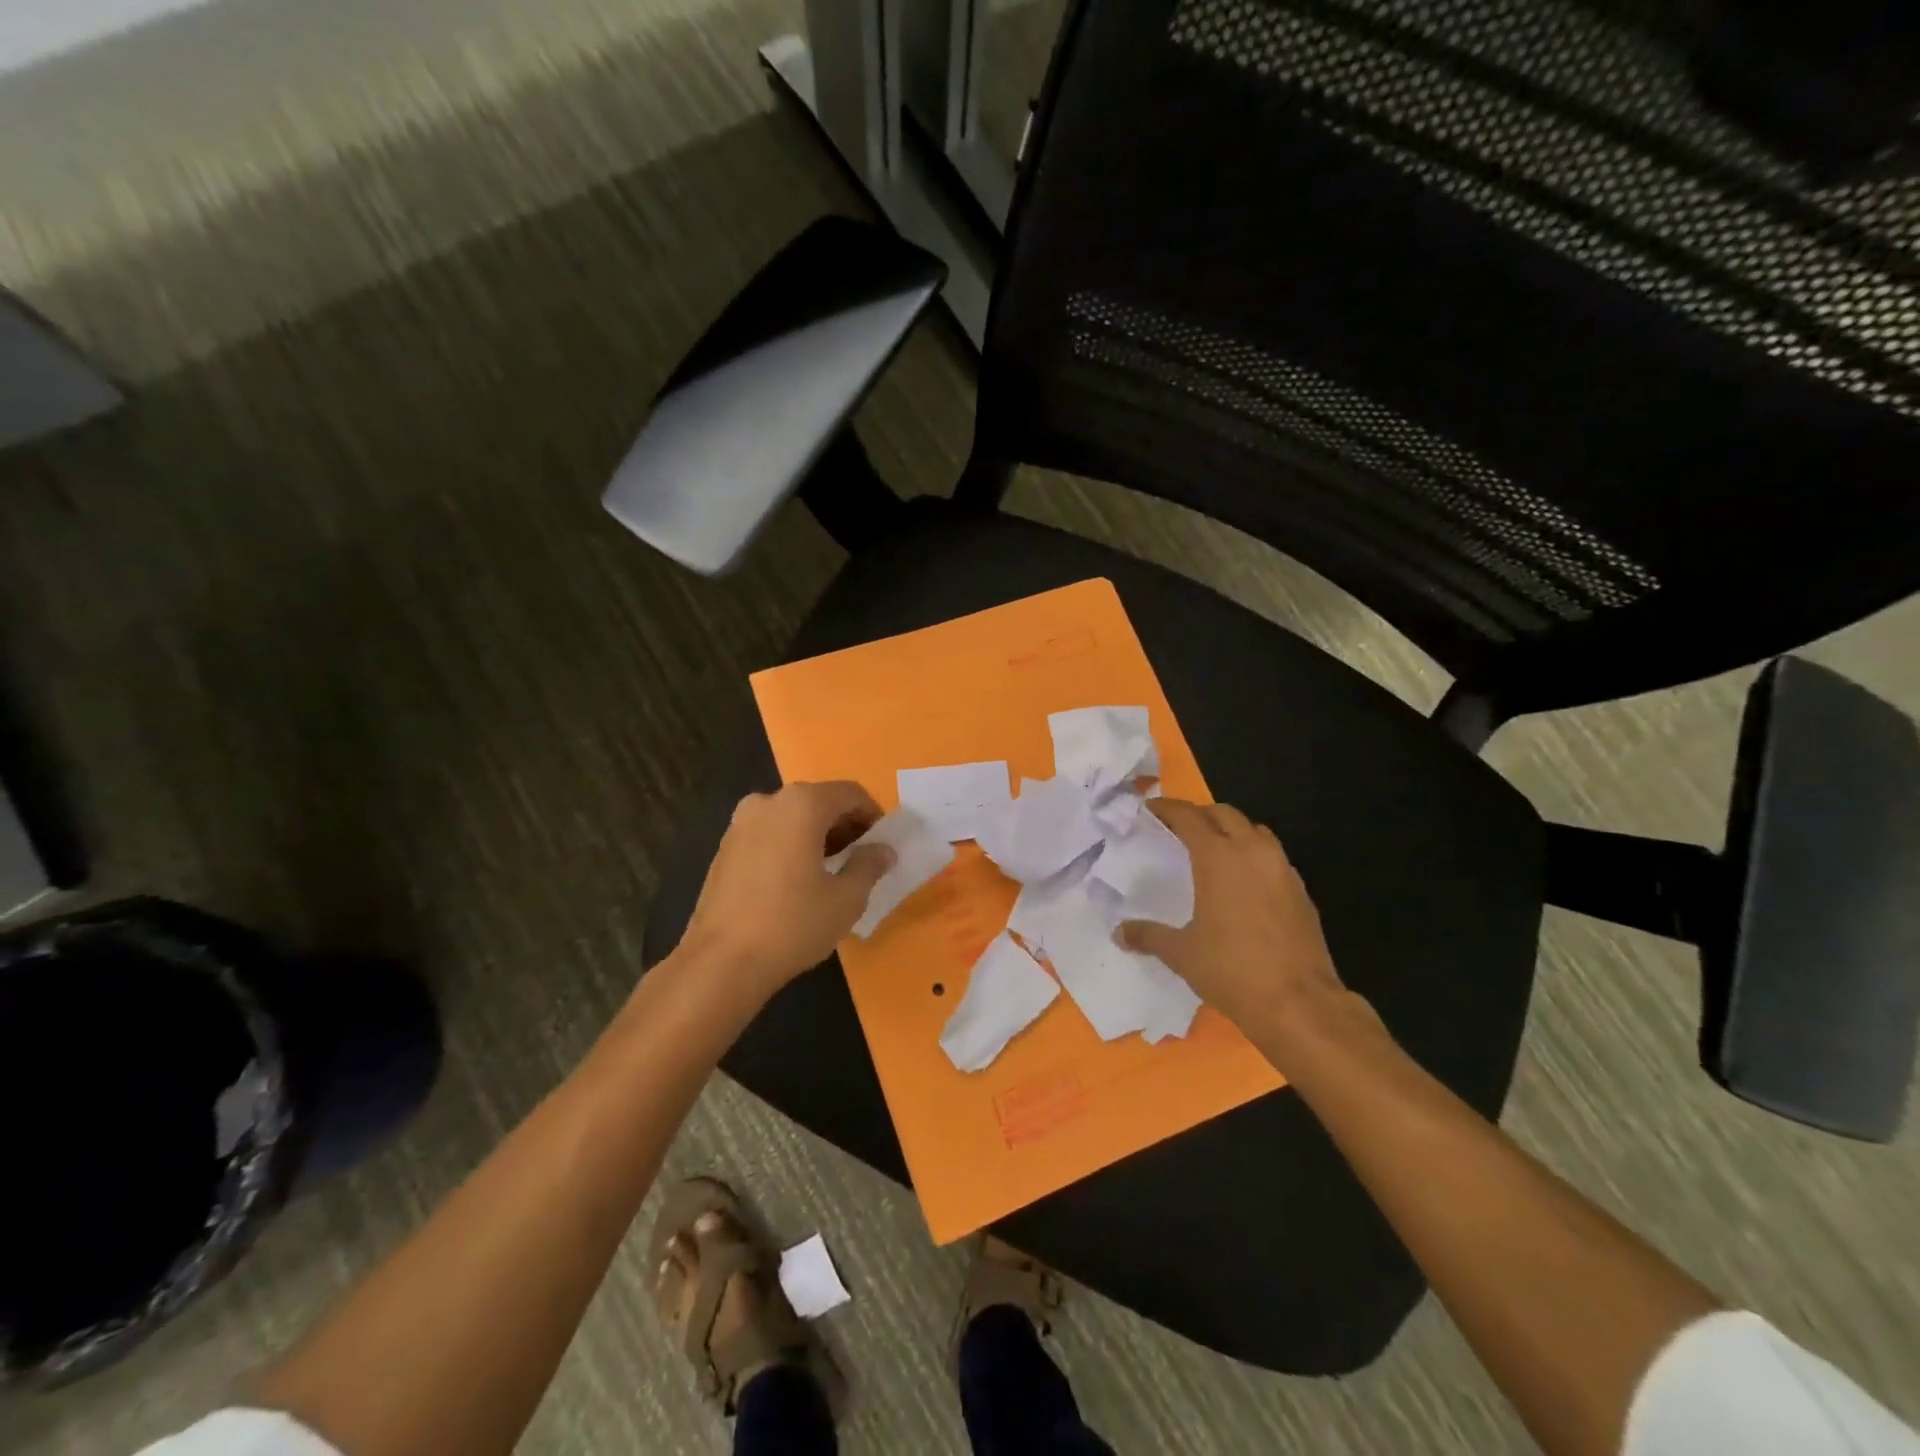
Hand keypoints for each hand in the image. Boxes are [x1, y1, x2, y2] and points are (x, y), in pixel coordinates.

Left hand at [675, 782, 894, 1007]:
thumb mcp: (847, 898)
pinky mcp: (724, 847)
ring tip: (829, 873)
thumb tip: (883, 850)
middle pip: (819, 801)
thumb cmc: (793, 924)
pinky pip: (769, 834)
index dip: (873, 815)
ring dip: (816, 836)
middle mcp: (768, 802)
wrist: (721, 962)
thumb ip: (869, 865)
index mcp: (802, 804)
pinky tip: (795, 882)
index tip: (882, 844)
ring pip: (791, 817)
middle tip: (859, 859)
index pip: (850, 794)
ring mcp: (741, 823)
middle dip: (844, 825)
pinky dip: (789, 846)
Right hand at [1117, 799, 1349, 1042]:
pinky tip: (1243, 882)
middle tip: (1179, 828)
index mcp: (1218, 857)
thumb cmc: (1232, 970)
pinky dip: (1253, 855)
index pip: (1188, 816)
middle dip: (1199, 814)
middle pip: (1224, 814)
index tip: (1150, 808)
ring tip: (1213, 849)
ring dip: (1231, 830)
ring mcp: (1282, 869)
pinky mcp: (1301, 891)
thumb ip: (1149, 936)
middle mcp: (1252, 852)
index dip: (1167, 808)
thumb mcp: (1181, 953)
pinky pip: (1273, 856)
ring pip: (1254, 831)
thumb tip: (1119, 932)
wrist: (1299, 1003)